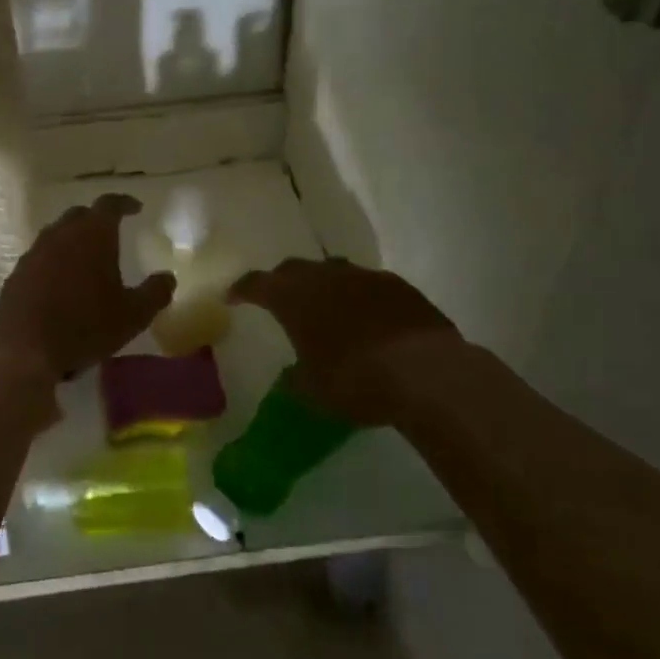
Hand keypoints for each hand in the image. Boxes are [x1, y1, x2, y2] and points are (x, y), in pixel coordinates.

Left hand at [0, 195, 173, 381]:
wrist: (24, 348)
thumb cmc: (85, 325)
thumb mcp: (133, 315)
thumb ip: (154, 293)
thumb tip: (168, 278)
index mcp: (93, 234)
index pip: (110, 204)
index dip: (124, 203)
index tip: (135, 207)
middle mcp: (61, 234)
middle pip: (80, 215)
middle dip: (96, 219)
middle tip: (111, 232)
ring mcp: (35, 252)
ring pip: (57, 234)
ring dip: (73, 240)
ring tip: (86, 258)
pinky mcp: (17, 274)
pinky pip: (41, 258)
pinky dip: (54, 262)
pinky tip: (60, 282)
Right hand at [228, 258, 461, 425]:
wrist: (426, 373)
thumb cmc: (356, 381)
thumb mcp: (314, 390)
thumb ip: (297, 377)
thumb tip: (292, 376)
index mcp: (294, 298)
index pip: (257, 284)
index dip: (242, 289)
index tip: (233, 297)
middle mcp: (325, 277)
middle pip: (294, 269)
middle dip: (282, 282)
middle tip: (279, 299)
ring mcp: (364, 277)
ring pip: (333, 271)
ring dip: (323, 285)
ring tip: (324, 307)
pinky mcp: (398, 285)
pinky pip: (367, 283)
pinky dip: (357, 296)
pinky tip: (366, 317)